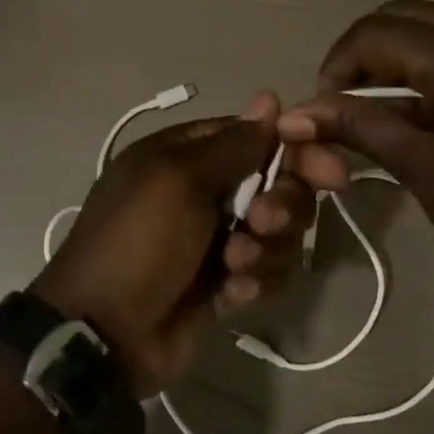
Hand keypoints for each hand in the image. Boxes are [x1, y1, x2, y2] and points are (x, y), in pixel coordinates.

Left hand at [31, 94, 346, 396]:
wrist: (105, 334)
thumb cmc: (138, 242)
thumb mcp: (178, 181)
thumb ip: (232, 145)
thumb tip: (269, 99)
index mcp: (184, 157)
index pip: (254, 138)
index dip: (293, 150)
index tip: (328, 170)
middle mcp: (203, 192)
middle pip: (275, 185)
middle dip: (280, 205)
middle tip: (262, 223)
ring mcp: (214, 240)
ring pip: (277, 232)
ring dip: (264, 250)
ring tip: (233, 266)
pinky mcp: (224, 283)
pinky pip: (265, 272)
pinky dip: (254, 282)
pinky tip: (230, 295)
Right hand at [277, 1, 433, 285]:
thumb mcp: (421, 167)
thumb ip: (356, 127)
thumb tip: (293, 116)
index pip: (376, 32)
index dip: (337, 65)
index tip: (324, 109)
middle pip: (403, 16)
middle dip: (363, 55)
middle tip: (347, 103)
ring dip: (397, 56)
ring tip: (379, 104)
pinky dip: (431, 62)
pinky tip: (424, 103)